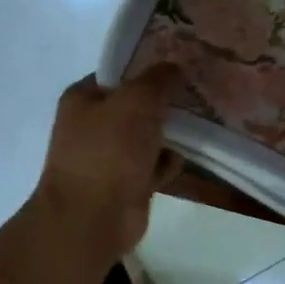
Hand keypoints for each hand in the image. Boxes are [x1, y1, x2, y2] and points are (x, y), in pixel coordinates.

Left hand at [32, 67, 185, 258]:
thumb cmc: (110, 150)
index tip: (181, 64)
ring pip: (149, 135)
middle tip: (198, 94)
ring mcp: (109, 156)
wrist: (93, 218)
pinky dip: (168, 162)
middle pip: (138, 104)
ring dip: (172, 133)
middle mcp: (93, 124)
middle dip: (165, 102)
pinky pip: (155, 164)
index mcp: (83, 98)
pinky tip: (183, 159)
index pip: (119, 72)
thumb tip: (175, 67)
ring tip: (201, 124)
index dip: (148, 66)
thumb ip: (159, 79)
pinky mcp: (126, 183)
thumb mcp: (138, 100)